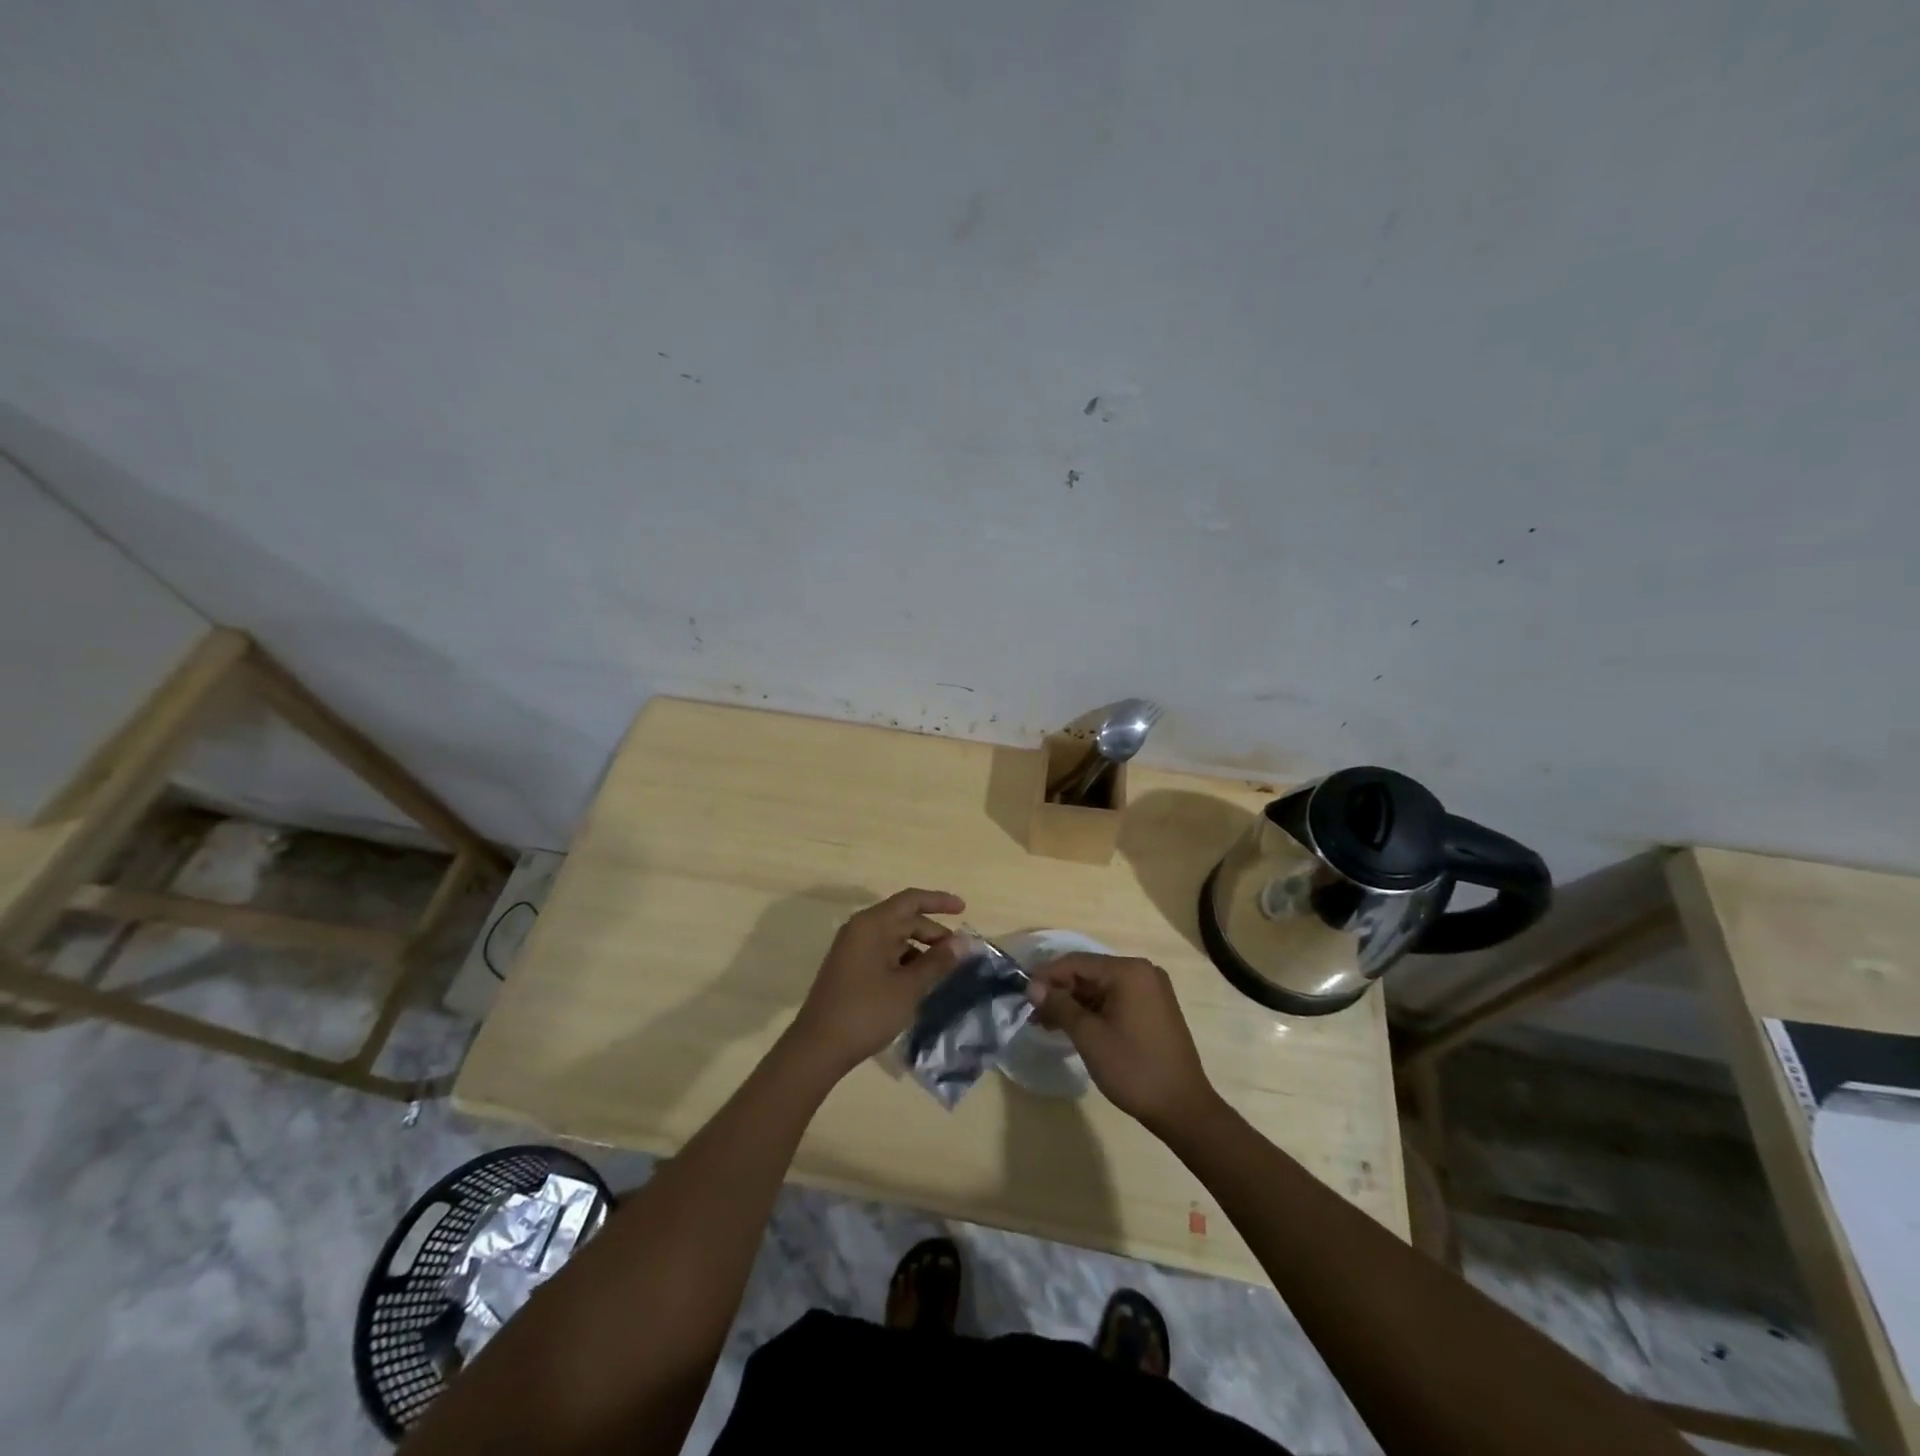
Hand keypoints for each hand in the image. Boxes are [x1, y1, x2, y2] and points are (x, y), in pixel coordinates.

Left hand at [788, 888, 967, 1074]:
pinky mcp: (850, 968)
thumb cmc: (866, 1011)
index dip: (939, 901)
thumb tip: (964, 941)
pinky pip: (883, 953)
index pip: (911, 900)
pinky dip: (904, 961)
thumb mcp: (908, 987)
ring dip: (920, 948)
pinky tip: (918, 982)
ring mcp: (852, 949)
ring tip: (942, 970)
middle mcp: (860, 929)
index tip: (963, 909)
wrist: (818, 1048)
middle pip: (903, 918)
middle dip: (933, 932)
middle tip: (958, 953)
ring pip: (894, 938)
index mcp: (872, 924)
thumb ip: (937, 961)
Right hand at [1027, 953, 1219, 1133]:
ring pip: (1101, 988)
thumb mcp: (1089, 1037)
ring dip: (1074, 1003)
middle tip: (1034, 1014)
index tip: (1023, 995)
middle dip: (1060, 992)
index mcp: (1129, 971)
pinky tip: (1074, 1027)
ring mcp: (1151, 990)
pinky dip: (1093, 1011)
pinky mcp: (1154, 1008)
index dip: (1046, 977)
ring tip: (1047, 1024)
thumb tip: (1033, 987)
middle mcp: (1142, 972)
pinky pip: (1115, 999)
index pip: (1076, 962)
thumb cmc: (1133, 1069)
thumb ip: (1060, 1006)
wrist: (1183, 1108)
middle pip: (1089, 973)